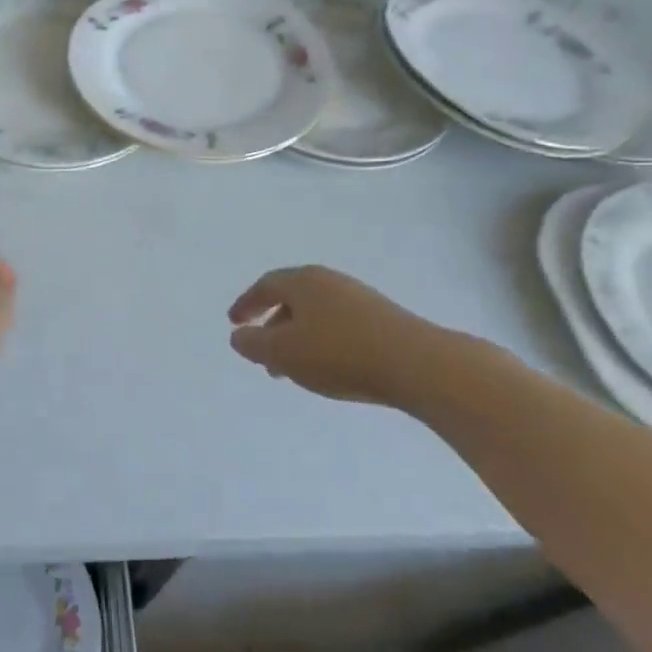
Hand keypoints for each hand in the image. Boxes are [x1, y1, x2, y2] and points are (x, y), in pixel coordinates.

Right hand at [228, 265, 452, 405]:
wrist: (418, 363)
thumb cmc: (339, 353)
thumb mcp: (284, 353)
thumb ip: (254, 344)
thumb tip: (238, 336)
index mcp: (302, 281)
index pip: (265, 286)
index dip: (246, 304)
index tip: (234, 323)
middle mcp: (329, 281)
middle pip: (291, 298)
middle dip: (272, 325)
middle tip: (262, 353)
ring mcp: (359, 298)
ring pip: (316, 314)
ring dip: (298, 337)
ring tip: (293, 369)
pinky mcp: (382, 318)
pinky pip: (339, 324)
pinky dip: (322, 341)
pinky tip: (328, 367)